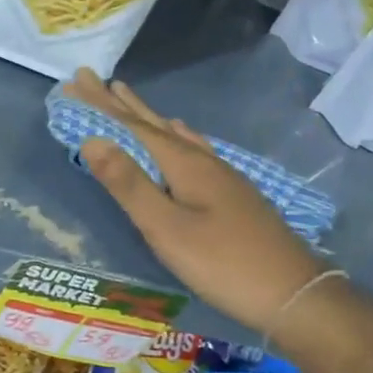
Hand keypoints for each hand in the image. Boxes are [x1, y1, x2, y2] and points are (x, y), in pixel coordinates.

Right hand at [69, 70, 326, 339]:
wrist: (295, 295)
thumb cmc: (223, 264)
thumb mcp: (166, 228)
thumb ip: (129, 184)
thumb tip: (92, 139)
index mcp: (183, 164)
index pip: (132, 125)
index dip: (101, 103)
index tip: (77, 77)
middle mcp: (202, 160)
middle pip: (153, 124)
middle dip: (119, 103)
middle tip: (92, 79)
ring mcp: (222, 175)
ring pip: (174, 135)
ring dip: (145, 116)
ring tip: (127, 97)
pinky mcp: (232, 192)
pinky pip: (193, 148)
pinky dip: (176, 135)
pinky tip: (182, 136)